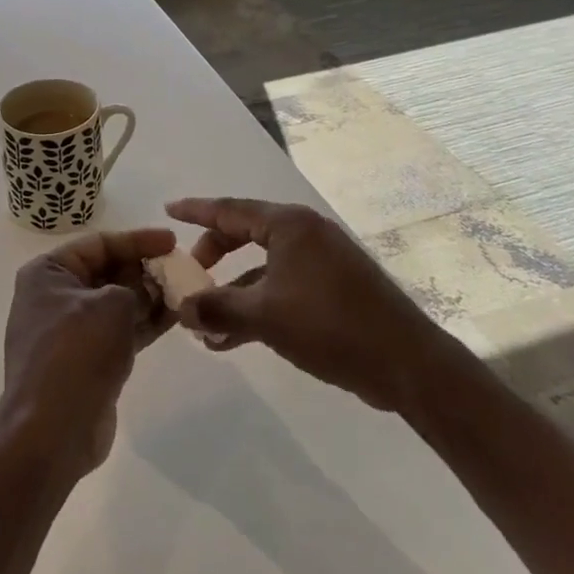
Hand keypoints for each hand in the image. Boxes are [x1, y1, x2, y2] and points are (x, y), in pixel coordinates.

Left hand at [0, 227, 176, 478]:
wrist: (52, 430)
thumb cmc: (77, 351)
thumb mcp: (112, 305)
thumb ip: (136, 288)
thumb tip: (148, 287)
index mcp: (48, 273)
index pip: (98, 243)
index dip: (137, 240)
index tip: (173, 241)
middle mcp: (54, 297)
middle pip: (107, 272)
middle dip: (144, 269)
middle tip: (182, 268)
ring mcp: (69, 331)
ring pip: (116, 303)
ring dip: (149, 297)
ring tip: (186, 291)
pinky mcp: (86, 361)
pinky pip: (118, 331)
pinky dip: (144, 323)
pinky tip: (176, 317)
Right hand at [167, 197, 437, 410]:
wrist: (405, 363)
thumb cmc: (329, 324)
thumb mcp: (265, 316)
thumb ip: (217, 308)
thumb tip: (181, 308)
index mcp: (288, 225)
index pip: (230, 209)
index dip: (195, 210)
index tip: (167, 211)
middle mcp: (304, 234)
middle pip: (244, 234)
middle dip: (213, 256)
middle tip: (188, 276)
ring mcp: (321, 261)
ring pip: (261, 267)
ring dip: (232, 292)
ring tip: (203, 323)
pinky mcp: (331, 289)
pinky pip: (280, 287)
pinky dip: (256, 306)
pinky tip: (232, 339)